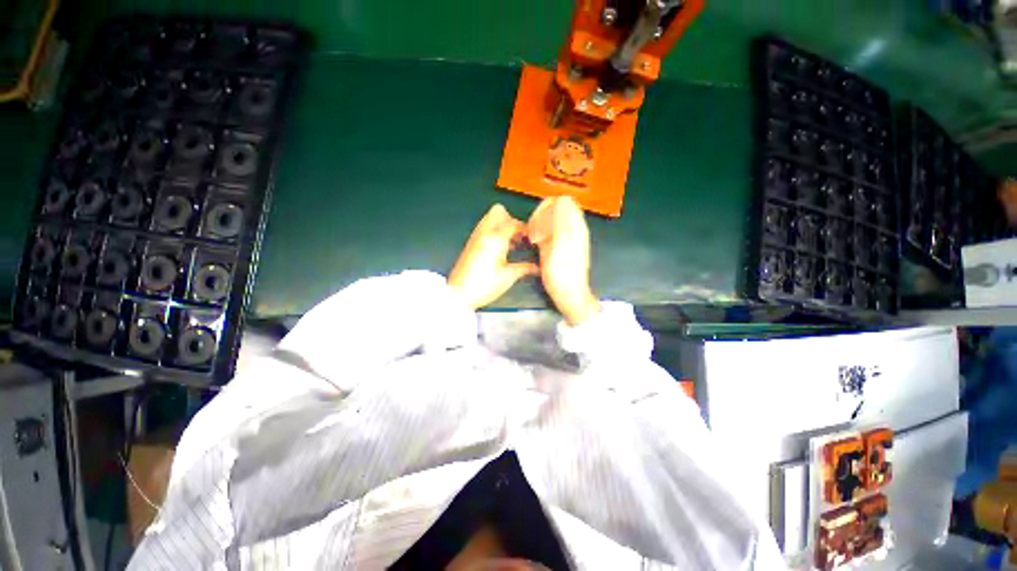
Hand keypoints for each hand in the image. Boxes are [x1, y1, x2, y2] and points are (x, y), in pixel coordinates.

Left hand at [448, 204, 538, 308]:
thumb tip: (537, 267)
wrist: (459, 294)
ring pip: (490, 218)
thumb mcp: (508, 277)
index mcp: (495, 238)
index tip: (534, 239)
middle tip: (520, 237)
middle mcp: (484, 232)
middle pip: (499, 211)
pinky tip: (500, 248)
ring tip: (512, 243)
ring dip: (503, 225)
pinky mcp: (470, 243)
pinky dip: (494, 231)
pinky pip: (484, 228)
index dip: (526, 229)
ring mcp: (475, 236)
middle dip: (512, 220)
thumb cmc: (485, 285)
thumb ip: (524, 268)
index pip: (514, 223)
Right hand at [527, 197, 600, 324]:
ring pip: (550, 220)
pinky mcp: (560, 246)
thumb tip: (559, 200)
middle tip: (534, 233)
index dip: (545, 207)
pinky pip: (548, 232)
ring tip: (534, 240)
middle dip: (540, 216)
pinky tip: (537, 245)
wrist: (569, 294)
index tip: (536, 223)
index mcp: (574, 225)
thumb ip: (561, 220)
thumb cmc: (563, 272)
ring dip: (539, 226)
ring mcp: (566, 238)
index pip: (562, 200)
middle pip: (555, 209)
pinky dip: (540, 234)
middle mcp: (572, 228)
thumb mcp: (561, 244)